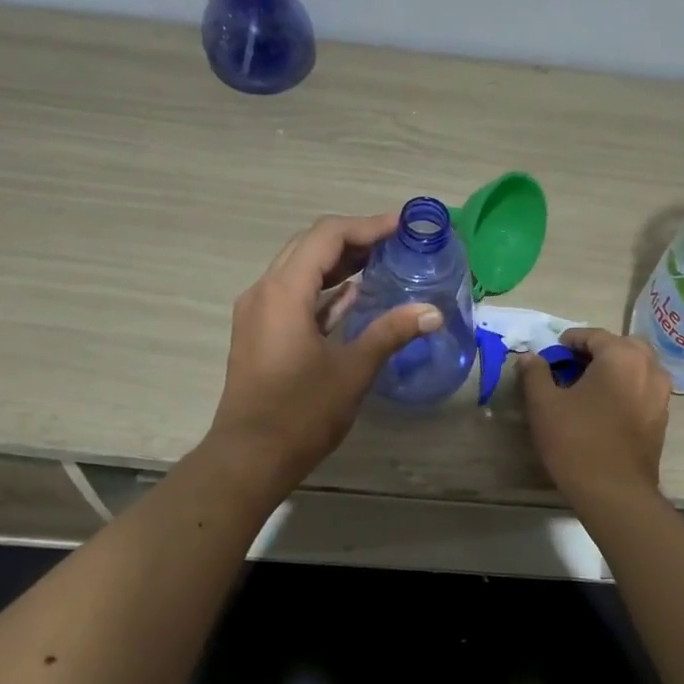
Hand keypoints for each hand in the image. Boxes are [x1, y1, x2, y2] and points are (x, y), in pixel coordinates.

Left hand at [205, 213, 439, 494]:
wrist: (250, 457)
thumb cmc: (301, 412)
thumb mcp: (353, 370)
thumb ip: (391, 332)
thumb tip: (433, 311)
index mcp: (284, 291)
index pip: (327, 236)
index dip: (367, 226)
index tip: (403, 227)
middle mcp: (264, 291)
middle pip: (309, 246)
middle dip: (354, 239)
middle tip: (395, 243)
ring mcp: (258, 313)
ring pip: (299, 270)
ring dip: (338, 264)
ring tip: (381, 263)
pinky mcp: (260, 334)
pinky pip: (293, 296)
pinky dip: (323, 290)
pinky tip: (353, 296)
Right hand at [519, 328, 671, 503]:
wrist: (614, 492)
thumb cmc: (576, 441)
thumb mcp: (544, 404)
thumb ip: (535, 374)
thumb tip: (530, 357)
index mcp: (622, 356)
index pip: (594, 335)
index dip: (570, 341)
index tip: (552, 352)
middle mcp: (649, 368)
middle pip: (622, 346)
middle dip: (597, 351)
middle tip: (572, 366)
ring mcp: (661, 394)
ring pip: (637, 367)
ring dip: (614, 369)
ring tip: (588, 386)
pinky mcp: (662, 418)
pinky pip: (643, 389)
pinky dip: (626, 387)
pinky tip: (604, 407)